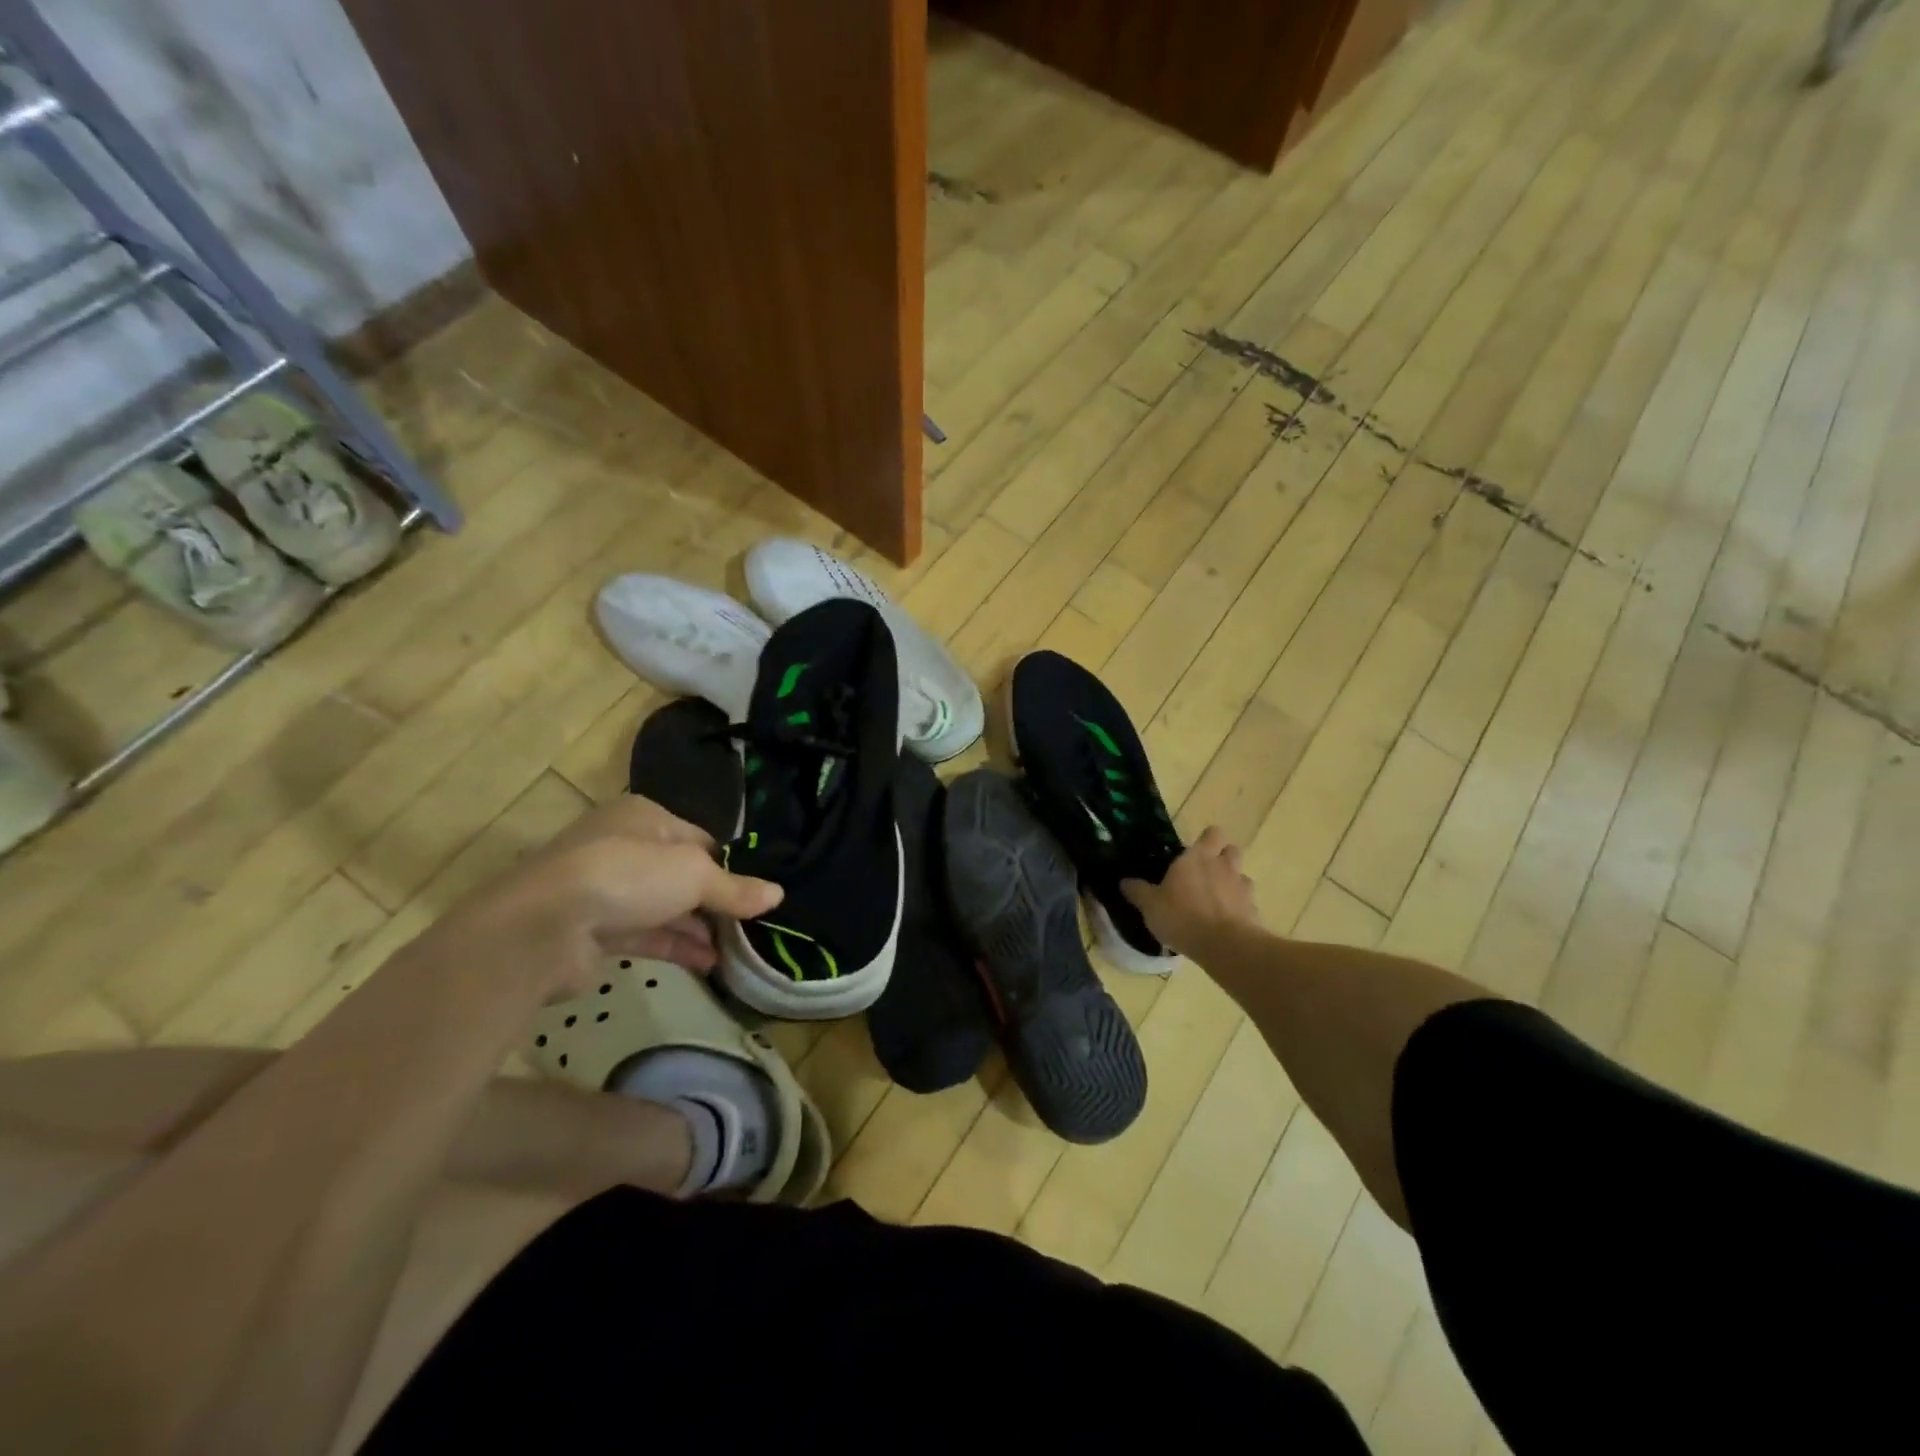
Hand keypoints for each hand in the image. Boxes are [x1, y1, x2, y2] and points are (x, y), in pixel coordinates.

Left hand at [430, 795, 780, 997]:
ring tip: (737, 951)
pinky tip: (709, 964)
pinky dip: (677, 947)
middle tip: (750, 925)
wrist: (544, 927)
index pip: (699, 839)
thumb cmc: (628, 876)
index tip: (755, 893)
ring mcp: (606, 891)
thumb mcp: (694, 874)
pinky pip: (647, 936)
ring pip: (665, 908)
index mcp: (644, 818)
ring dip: (699, 928)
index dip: (729, 866)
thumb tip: (778, 895)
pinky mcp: (595, 932)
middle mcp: (623, 848)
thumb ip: (736, 888)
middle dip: (715, 901)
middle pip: (682, 875)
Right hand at [1122, 826, 1258, 954]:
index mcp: (1197, 857)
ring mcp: (1242, 888)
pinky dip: (1239, 909)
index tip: (1197, 850)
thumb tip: (1124, 882)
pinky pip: (1247, 903)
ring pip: (1242, 876)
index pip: (1212, 834)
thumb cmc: (1182, 916)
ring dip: (1232, 883)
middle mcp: (1223, 866)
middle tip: (1207, 872)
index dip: (1207, 839)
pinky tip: (1226, 922)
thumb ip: (1138, 891)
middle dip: (1223, 857)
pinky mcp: (1254, 911)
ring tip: (1217, 900)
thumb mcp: (1150, 905)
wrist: (1224, 945)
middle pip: (1232, 850)